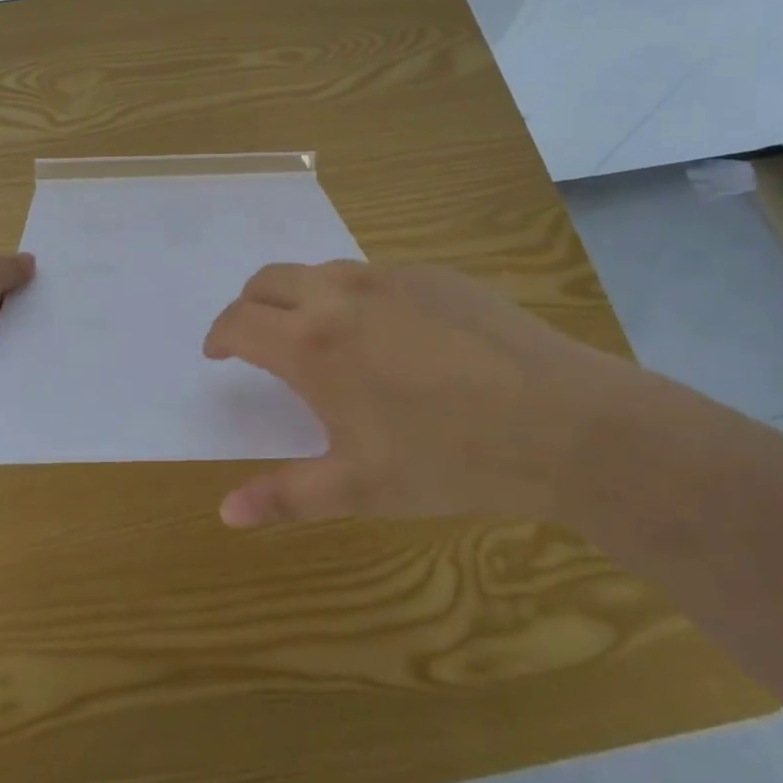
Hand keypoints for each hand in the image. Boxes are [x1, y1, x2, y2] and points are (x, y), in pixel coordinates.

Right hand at [203, 260, 644, 526]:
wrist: (563, 422)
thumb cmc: (451, 460)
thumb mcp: (361, 487)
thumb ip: (286, 496)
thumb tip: (225, 512)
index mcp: (312, 344)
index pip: (239, 321)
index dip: (219, 335)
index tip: (219, 354)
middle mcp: (339, 295)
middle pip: (268, 279)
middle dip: (250, 305)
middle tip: (258, 339)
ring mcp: (388, 277)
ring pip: (320, 270)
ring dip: (301, 296)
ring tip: (322, 337)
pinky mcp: (432, 274)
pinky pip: (373, 274)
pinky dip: (354, 295)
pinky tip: (391, 335)